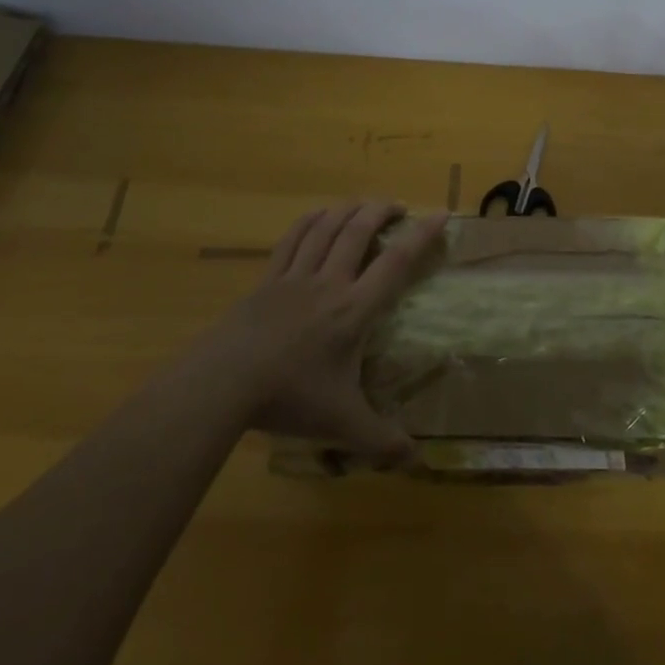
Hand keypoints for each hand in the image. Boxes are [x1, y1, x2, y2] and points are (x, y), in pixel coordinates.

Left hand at [220, 200, 446, 455]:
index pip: (396, 262)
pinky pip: (291, 240)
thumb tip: (417, 459)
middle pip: (359, 231)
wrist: (224, 382)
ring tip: (362, 205)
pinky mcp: (267, 280)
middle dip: (381, 211)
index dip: (421, 235)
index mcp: (354, 309)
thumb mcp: (342, 423)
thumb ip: (381, 439)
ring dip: (347, 210)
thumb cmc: (289, 396)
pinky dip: (309, 221)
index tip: (440, 214)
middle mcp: (330, 282)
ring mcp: (295, 277)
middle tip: (397, 206)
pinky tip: (317, 214)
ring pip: (326, 228)